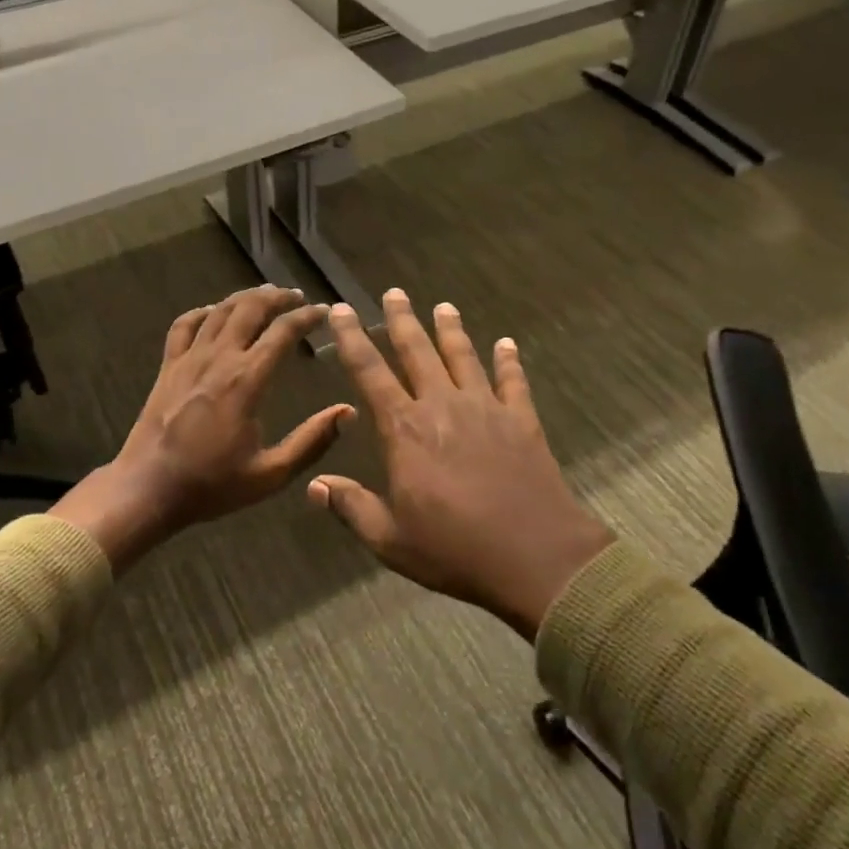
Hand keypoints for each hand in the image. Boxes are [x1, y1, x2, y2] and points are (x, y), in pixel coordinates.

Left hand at [56, 286, 354, 569]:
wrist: (148, 489)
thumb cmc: (211, 484)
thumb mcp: (271, 474)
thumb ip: (312, 442)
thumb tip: (348, 413)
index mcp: (246, 380)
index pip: (283, 331)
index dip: (307, 316)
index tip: (324, 311)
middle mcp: (218, 359)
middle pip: (250, 308)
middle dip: (277, 297)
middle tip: (297, 297)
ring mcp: (188, 359)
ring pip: (219, 310)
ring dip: (245, 297)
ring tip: (265, 296)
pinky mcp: (168, 366)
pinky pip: (184, 324)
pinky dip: (203, 312)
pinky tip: (214, 312)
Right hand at [310, 289, 614, 639]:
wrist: (535, 556)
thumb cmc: (455, 549)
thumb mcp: (391, 539)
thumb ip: (351, 507)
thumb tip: (314, 485)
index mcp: (405, 430)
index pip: (370, 373)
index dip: (353, 339)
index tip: (342, 311)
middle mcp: (442, 406)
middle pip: (417, 351)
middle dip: (402, 320)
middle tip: (394, 292)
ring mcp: (486, 409)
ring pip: (463, 357)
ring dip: (451, 330)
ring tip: (444, 306)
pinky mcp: (522, 420)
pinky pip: (513, 381)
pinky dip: (509, 361)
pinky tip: (507, 344)